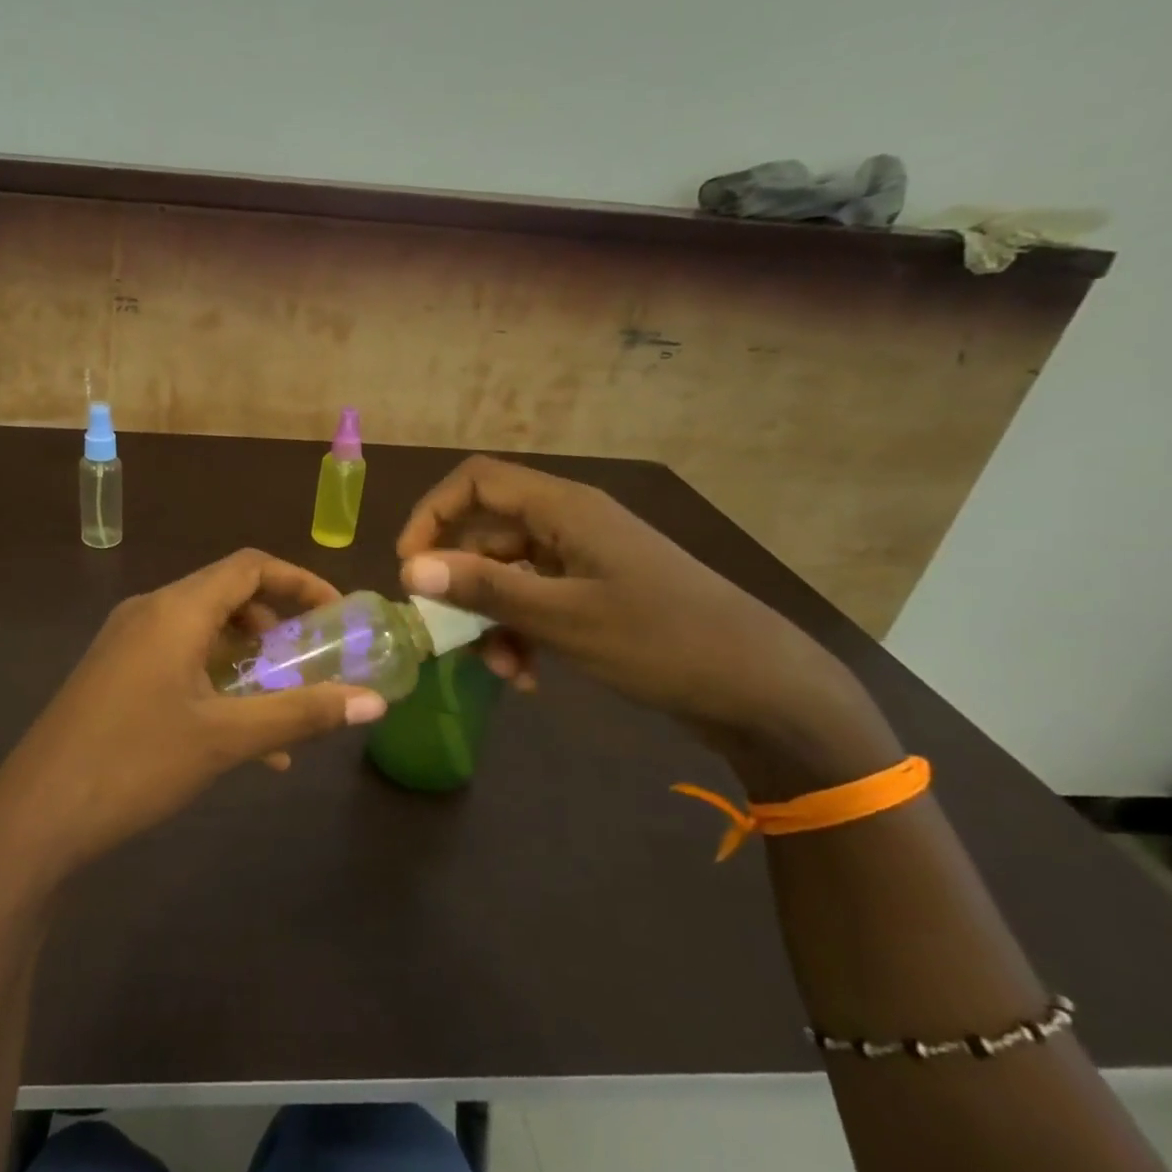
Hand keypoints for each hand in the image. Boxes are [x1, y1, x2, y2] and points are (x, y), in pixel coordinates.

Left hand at [0, 550, 387, 882]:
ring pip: (203, 634)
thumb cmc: (136, 762)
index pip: (249, 567)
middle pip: (227, 596)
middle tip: (310, 663)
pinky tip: (243, 742)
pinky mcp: (114, 674)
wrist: (36, 814)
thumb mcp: (227, 738)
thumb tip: (375, 702)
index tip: (336, 614)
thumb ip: (302, 713)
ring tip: (283, 710)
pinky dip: (216, 684)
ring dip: (248, 663)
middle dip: (276, 626)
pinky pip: (178, 661)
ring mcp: (126, 643)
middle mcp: (149, 612)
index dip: (299, 581)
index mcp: (176, 609)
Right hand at [395, 457, 897, 791]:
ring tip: (502, 671)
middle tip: (446, 632)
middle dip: (461, 584)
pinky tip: (529, 677)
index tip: (410, 567)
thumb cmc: (662, 641)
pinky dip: (521, 633)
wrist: (761, 689)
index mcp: (565, 509)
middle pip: (487, 533)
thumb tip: (409, 569)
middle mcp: (570, 524)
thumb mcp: (564, 618)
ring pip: (508, 574)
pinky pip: (536, 600)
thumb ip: (484, 589)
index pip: (476, 482)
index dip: (432, 515)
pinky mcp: (596, 593)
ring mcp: (584, 560)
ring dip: (492, 620)